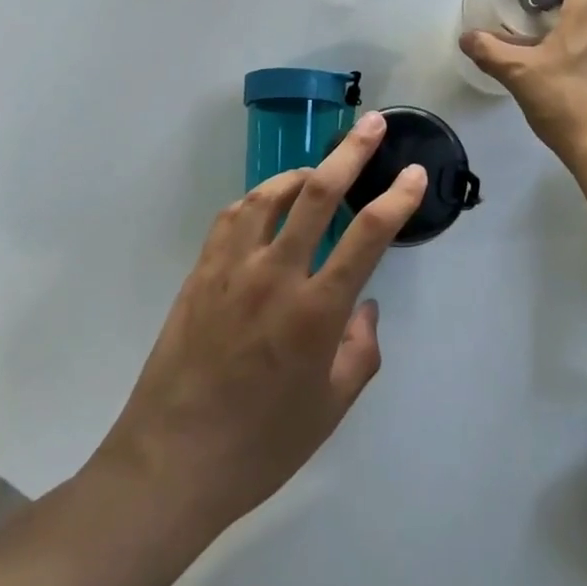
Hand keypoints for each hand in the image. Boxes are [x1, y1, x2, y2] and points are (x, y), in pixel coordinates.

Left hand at [89, 112, 426, 538]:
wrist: (172, 462)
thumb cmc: (262, 445)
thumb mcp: (331, 408)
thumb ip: (360, 350)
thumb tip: (364, 304)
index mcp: (315, 312)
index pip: (367, 237)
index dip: (397, 198)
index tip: (414, 174)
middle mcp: (275, 276)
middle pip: (318, 194)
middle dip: (351, 152)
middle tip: (372, 124)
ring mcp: (232, 268)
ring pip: (268, 195)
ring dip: (299, 173)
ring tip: (318, 169)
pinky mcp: (201, 272)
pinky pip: (232, 218)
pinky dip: (256, 200)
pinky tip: (266, 205)